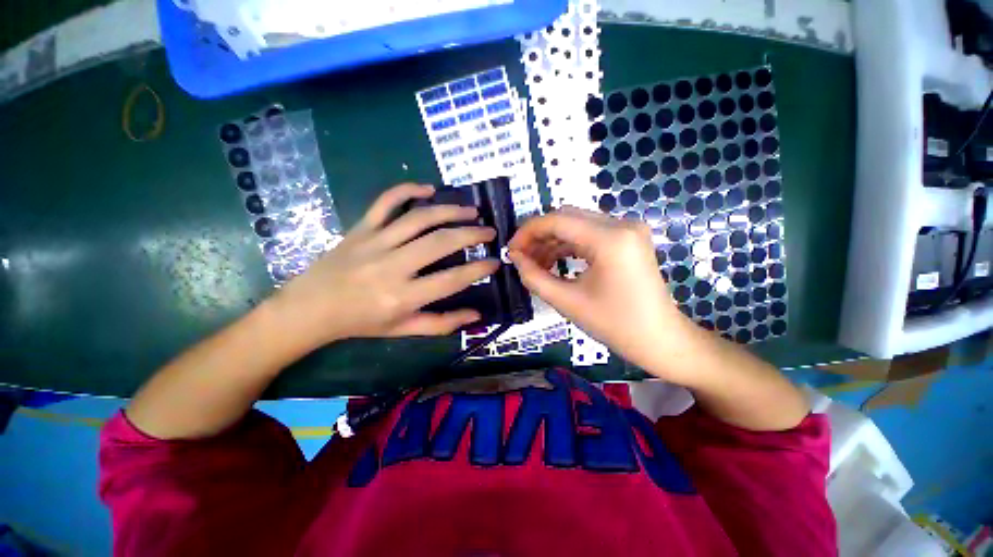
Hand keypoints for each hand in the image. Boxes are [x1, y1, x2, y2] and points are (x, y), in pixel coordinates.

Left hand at [270, 183, 498, 347]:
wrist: (310, 308)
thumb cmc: (360, 323)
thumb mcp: (403, 330)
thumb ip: (441, 324)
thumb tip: (476, 315)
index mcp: (402, 296)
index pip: (451, 280)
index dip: (478, 269)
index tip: (494, 262)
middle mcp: (392, 266)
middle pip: (440, 242)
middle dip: (472, 234)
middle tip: (490, 231)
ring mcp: (375, 242)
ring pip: (419, 218)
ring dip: (450, 210)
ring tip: (472, 210)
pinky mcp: (361, 228)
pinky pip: (385, 202)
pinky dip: (407, 190)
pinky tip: (428, 188)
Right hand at [508, 207, 686, 374]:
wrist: (660, 340)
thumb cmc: (615, 325)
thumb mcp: (567, 302)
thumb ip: (534, 277)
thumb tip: (515, 258)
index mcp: (610, 239)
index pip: (557, 220)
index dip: (528, 232)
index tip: (511, 250)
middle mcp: (621, 224)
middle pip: (566, 217)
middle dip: (538, 235)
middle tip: (520, 257)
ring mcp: (627, 229)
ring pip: (576, 224)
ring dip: (552, 241)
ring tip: (534, 263)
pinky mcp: (628, 238)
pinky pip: (589, 234)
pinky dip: (568, 245)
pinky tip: (554, 262)